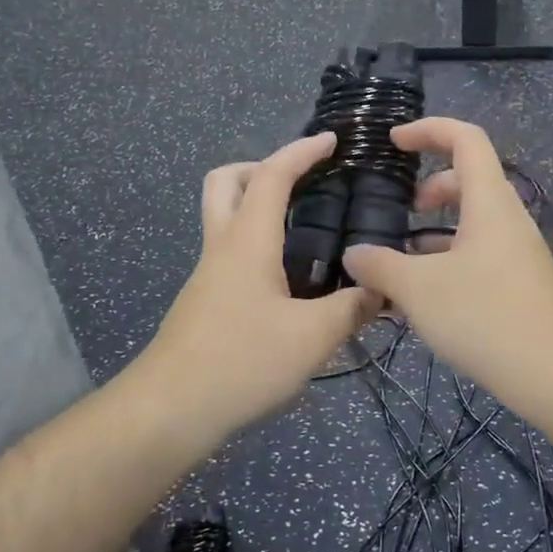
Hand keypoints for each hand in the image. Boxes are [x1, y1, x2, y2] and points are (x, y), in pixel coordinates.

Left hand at [135, 132, 379, 438]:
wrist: (170, 410)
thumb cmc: (241, 362)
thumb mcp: (312, 337)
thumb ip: (351, 309)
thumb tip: (382, 292)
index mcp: (247, 241)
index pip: (271, 175)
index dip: (301, 151)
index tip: (332, 141)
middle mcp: (222, 247)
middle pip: (226, 182)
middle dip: (262, 168)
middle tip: (301, 184)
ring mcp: (209, 276)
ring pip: (225, 218)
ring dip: (258, 207)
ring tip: (306, 231)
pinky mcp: (206, 303)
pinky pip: (232, 253)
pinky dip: (258, 245)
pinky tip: (291, 281)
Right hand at [341, 118, 552, 395]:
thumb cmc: (484, 316)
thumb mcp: (418, 289)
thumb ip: (380, 266)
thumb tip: (353, 255)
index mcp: (489, 202)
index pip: (465, 139)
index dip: (429, 130)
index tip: (393, 141)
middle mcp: (508, 218)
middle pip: (470, 178)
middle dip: (432, 185)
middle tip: (403, 209)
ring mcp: (518, 251)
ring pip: (475, 219)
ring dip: (438, 227)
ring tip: (404, 257)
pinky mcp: (520, 282)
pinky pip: (481, 251)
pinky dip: (451, 256)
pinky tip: (427, 294)